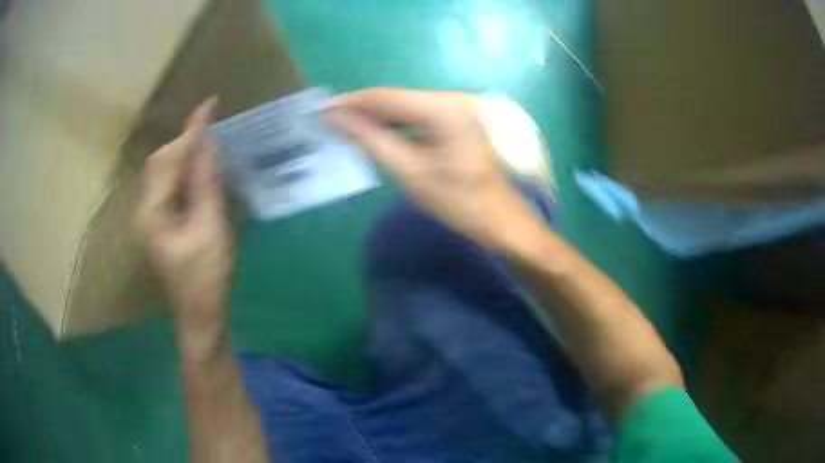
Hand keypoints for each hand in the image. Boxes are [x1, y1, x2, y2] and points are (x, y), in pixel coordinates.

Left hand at [135, 98, 233, 355]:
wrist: (200, 314)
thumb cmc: (206, 278)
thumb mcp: (211, 230)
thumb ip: (206, 185)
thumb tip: (209, 145)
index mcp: (153, 213)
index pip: (169, 160)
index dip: (190, 132)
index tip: (209, 105)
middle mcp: (145, 210)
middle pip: (160, 162)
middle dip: (184, 140)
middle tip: (211, 124)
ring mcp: (151, 216)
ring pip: (163, 172)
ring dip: (183, 152)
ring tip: (207, 138)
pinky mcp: (160, 221)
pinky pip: (169, 184)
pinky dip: (184, 168)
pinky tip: (199, 165)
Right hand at [327, 88, 538, 249]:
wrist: (501, 221)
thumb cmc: (460, 203)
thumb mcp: (411, 173)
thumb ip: (371, 140)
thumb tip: (336, 118)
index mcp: (444, 108)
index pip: (386, 98)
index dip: (351, 103)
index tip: (321, 110)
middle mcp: (451, 99)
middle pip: (396, 99)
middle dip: (361, 110)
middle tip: (328, 121)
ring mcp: (456, 109)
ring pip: (405, 107)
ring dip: (376, 118)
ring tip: (343, 127)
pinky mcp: (457, 121)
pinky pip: (418, 117)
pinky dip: (394, 125)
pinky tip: (373, 133)